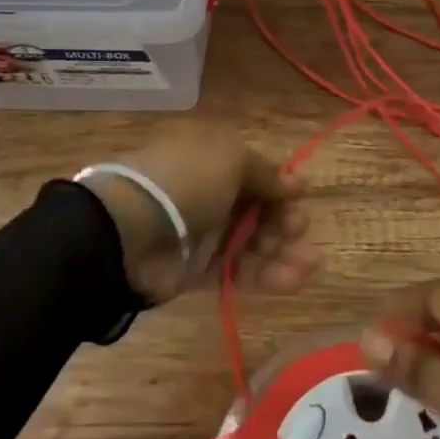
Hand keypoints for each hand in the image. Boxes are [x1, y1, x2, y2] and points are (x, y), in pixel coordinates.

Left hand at [83, 123, 317, 306]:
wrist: (131, 231)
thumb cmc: (188, 181)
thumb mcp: (232, 159)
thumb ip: (267, 173)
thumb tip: (296, 183)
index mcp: (213, 158)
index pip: (255, 172)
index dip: (279, 186)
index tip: (299, 197)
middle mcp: (210, 193)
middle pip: (258, 209)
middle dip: (284, 220)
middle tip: (298, 230)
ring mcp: (203, 234)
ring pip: (253, 243)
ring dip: (283, 252)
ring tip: (308, 264)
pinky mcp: (198, 271)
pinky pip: (238, 272)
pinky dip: (267, 276)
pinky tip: (293, 279)